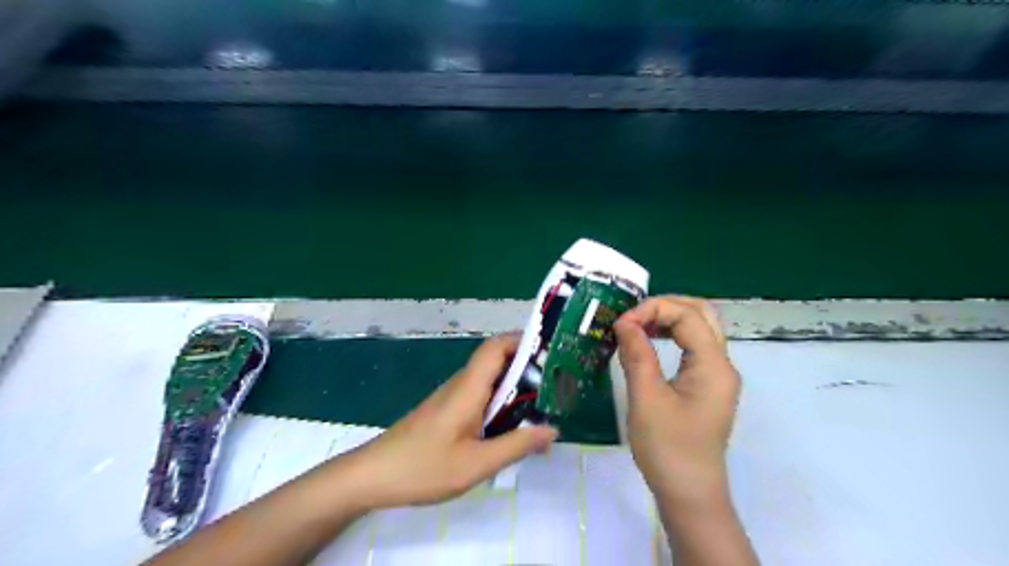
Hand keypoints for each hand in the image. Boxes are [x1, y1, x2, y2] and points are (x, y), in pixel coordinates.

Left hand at [342, 335, 553, 510]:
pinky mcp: (448, 410)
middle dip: (528, 366)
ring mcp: (453, 397)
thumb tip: (552, 429)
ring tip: (544, 405)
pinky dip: (502, 402)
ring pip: (490, 380)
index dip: (523, 341)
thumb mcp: (476, 464)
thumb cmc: (423, 467)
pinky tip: (513, 426)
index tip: (551, 353)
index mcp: (469, 388)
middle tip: (558, 385)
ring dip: (516, 386)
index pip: (496, 346)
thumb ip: (516, 445)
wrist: (373, 476)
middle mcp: (462, 384)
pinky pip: (481, 396)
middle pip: (497, 360)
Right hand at [611, 299, 737, 505]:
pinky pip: (693, 347)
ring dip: (669, 318)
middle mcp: (722, 364)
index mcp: (713, 365)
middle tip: (633, 316)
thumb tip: (624, 322)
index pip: (687, 316)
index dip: (652, 310)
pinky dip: (671, 335)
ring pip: (699, 328)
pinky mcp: (707, 386)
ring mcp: (716, 375)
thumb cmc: (667, 448)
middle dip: (666, 306)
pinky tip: (648, 342)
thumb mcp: (646, 399)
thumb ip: (636, 354)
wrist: (689, 494)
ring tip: (637, 325)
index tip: (621, 323)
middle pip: (702, 313)